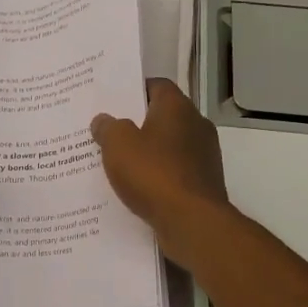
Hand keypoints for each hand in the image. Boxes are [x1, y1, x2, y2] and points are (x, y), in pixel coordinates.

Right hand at [91, 79, 231, 265]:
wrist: (191, 221)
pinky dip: (157, 176)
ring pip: (168, 146)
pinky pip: (174, 172)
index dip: (134, 89)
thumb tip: (103, 120)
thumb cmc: (153, 173)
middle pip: (163, 116)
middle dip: (137, 123)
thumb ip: (108, 128)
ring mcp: (204, 156)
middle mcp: (196, 125)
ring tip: (118, 162)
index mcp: (177, 107)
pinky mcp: (203, 183)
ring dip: (148, 152)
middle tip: (108, 131)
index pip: (157, 85)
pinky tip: (137, 187)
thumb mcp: (118, 145)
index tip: (112, 100)